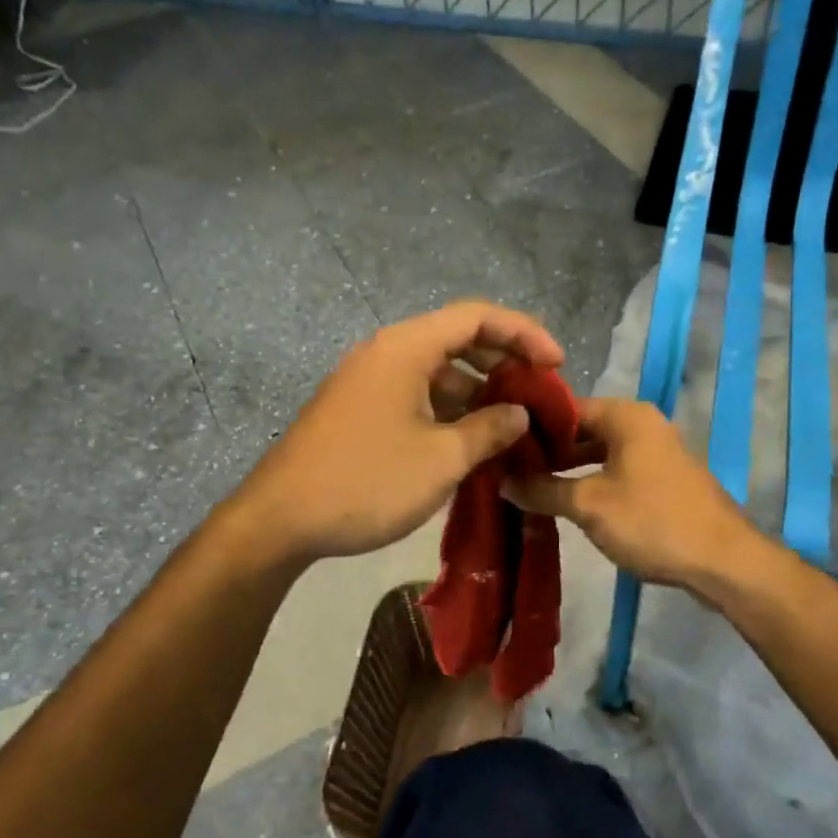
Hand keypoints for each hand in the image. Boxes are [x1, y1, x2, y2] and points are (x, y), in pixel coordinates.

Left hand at [231, 301, 564, 562]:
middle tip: (538, 393)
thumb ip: (490, 429)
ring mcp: (368, 381)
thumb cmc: (367, 482)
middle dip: (504, 361)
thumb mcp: (442, 459)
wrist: (279, 520)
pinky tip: (469, 441)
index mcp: (406, 348)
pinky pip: (416, 394)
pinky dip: (448, 409)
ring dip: (477, 391)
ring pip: (437, 370)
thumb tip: (518, 412)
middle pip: (457, 338)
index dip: (524, 333)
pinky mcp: (359, 408)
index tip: (557, 364)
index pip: (478, 317)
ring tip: (511, 424)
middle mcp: (386, 352)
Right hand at [503, 397, 757, 590]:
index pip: (566, 408)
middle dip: (549, 451)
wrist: (723, 561)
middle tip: (511, 471)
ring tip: (532, 490)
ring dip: (570, 470)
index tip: (502, 446)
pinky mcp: (665, 480)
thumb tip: (503, 480)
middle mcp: (644, 424)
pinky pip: (619, 471)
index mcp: (627, 416)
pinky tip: (570, 504)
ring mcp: (658, 452)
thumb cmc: (652, 521)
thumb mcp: (589, 505)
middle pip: (584, 430)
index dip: (532, 427)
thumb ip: (543, 489)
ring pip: (601, 453)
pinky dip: (594, 482)